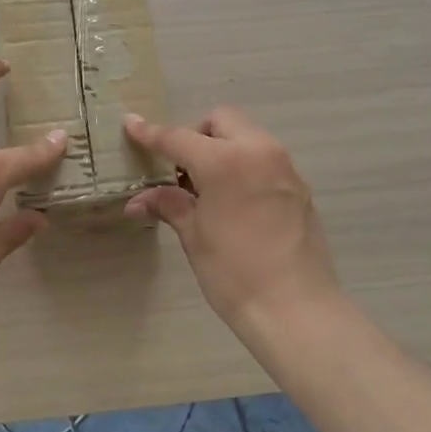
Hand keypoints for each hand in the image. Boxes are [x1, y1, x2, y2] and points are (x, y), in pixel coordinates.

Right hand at [124, 107, 342, 333]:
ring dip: (222, 148)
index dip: (151, 134)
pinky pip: (264, 159)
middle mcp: (259, 151)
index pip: (179, 138)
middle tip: (180, 170)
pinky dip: (243, 165)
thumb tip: (139, 200)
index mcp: (226, 161)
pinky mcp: (299, 186)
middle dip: (196, 136)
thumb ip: (169, 205)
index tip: (131, 124)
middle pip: (220, 121)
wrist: (296, 309)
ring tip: (206, 188)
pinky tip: (234, 201)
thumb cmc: (235, 272)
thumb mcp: (194, 236)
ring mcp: (284, 167)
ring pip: (246, 136)